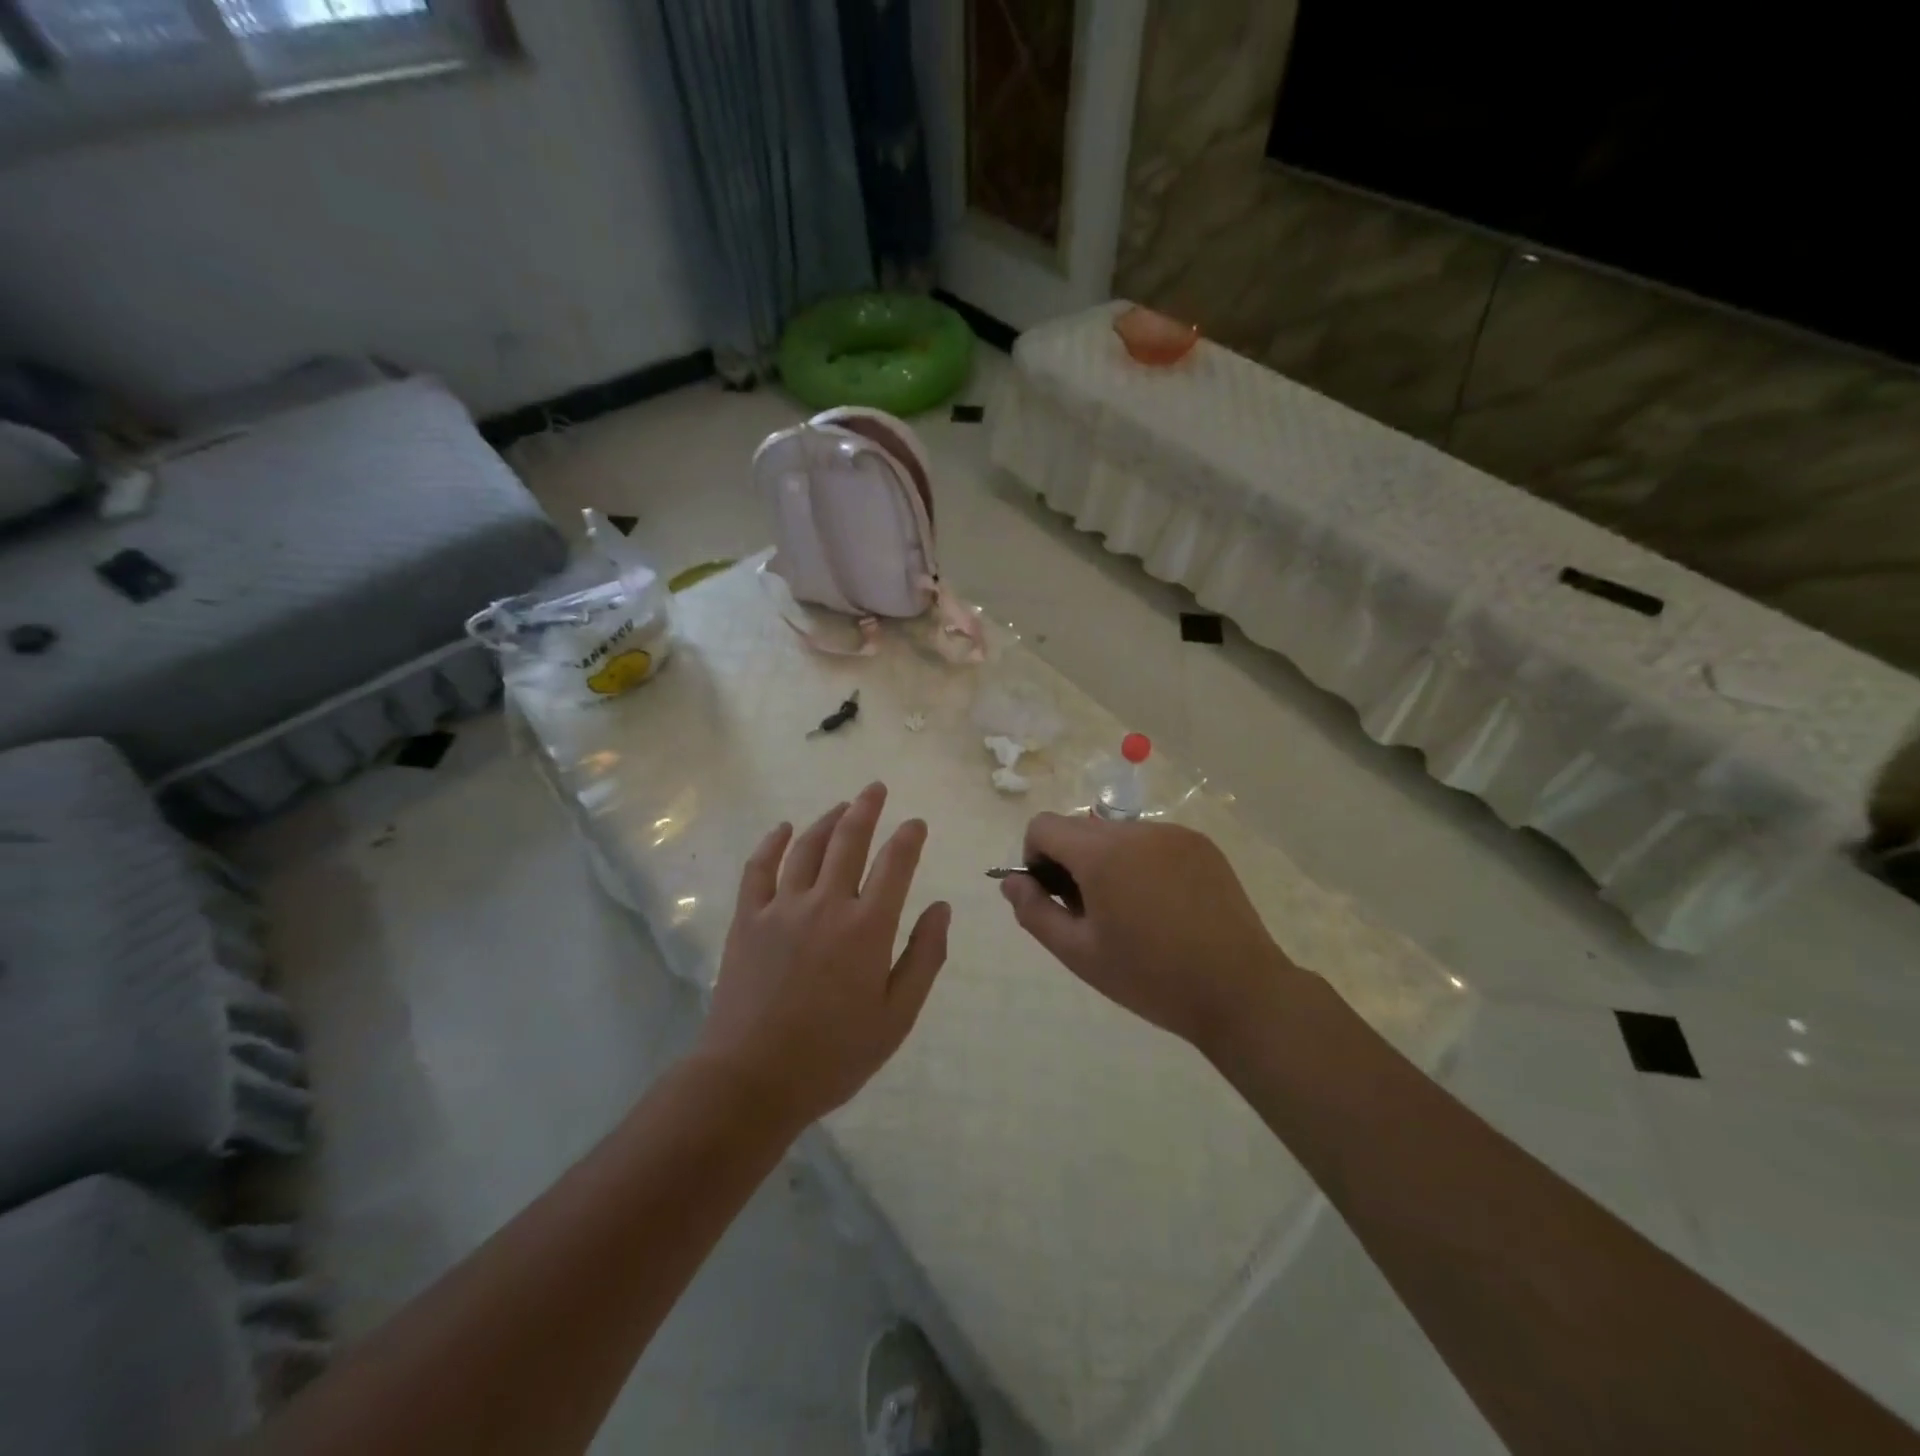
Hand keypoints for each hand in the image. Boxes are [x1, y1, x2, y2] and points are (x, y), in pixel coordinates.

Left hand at [696, 782, 950, 1128]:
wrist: (752, 1079)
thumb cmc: (834, 1055)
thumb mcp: (897, 1016)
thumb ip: (924, 957)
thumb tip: (942, 908)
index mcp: (867, 928)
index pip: (895, 864)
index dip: (909, 838)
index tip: (916, 823)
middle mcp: (826, 904)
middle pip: (849, 841)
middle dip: (867, 809)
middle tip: (875, 788)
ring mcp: (781, 908)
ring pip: (806, 847)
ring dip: (827, 820)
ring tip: (842, 806)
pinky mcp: (747, 919)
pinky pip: (758, 868)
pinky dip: (771, 843)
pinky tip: (781, 828)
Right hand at [1000, 813, 1291, 1051]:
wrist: (1239, 991)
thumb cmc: (1151, 978)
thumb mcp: (1079, 954)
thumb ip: (1034, 912)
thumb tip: (1011, 882)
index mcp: (1102, 853)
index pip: (1044, 825)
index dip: (1034, 857)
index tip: (1052, 895)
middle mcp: (1136, 829)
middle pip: (1080, 828)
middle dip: (1071, 861)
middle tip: (1091, 912)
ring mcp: (1174, 833)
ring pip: (1117, 834)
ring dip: (1107, 860)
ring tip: (1131, 911)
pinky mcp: (1201, 844)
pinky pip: (1152, 841)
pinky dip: (1142, 862)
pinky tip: (1163, 905)